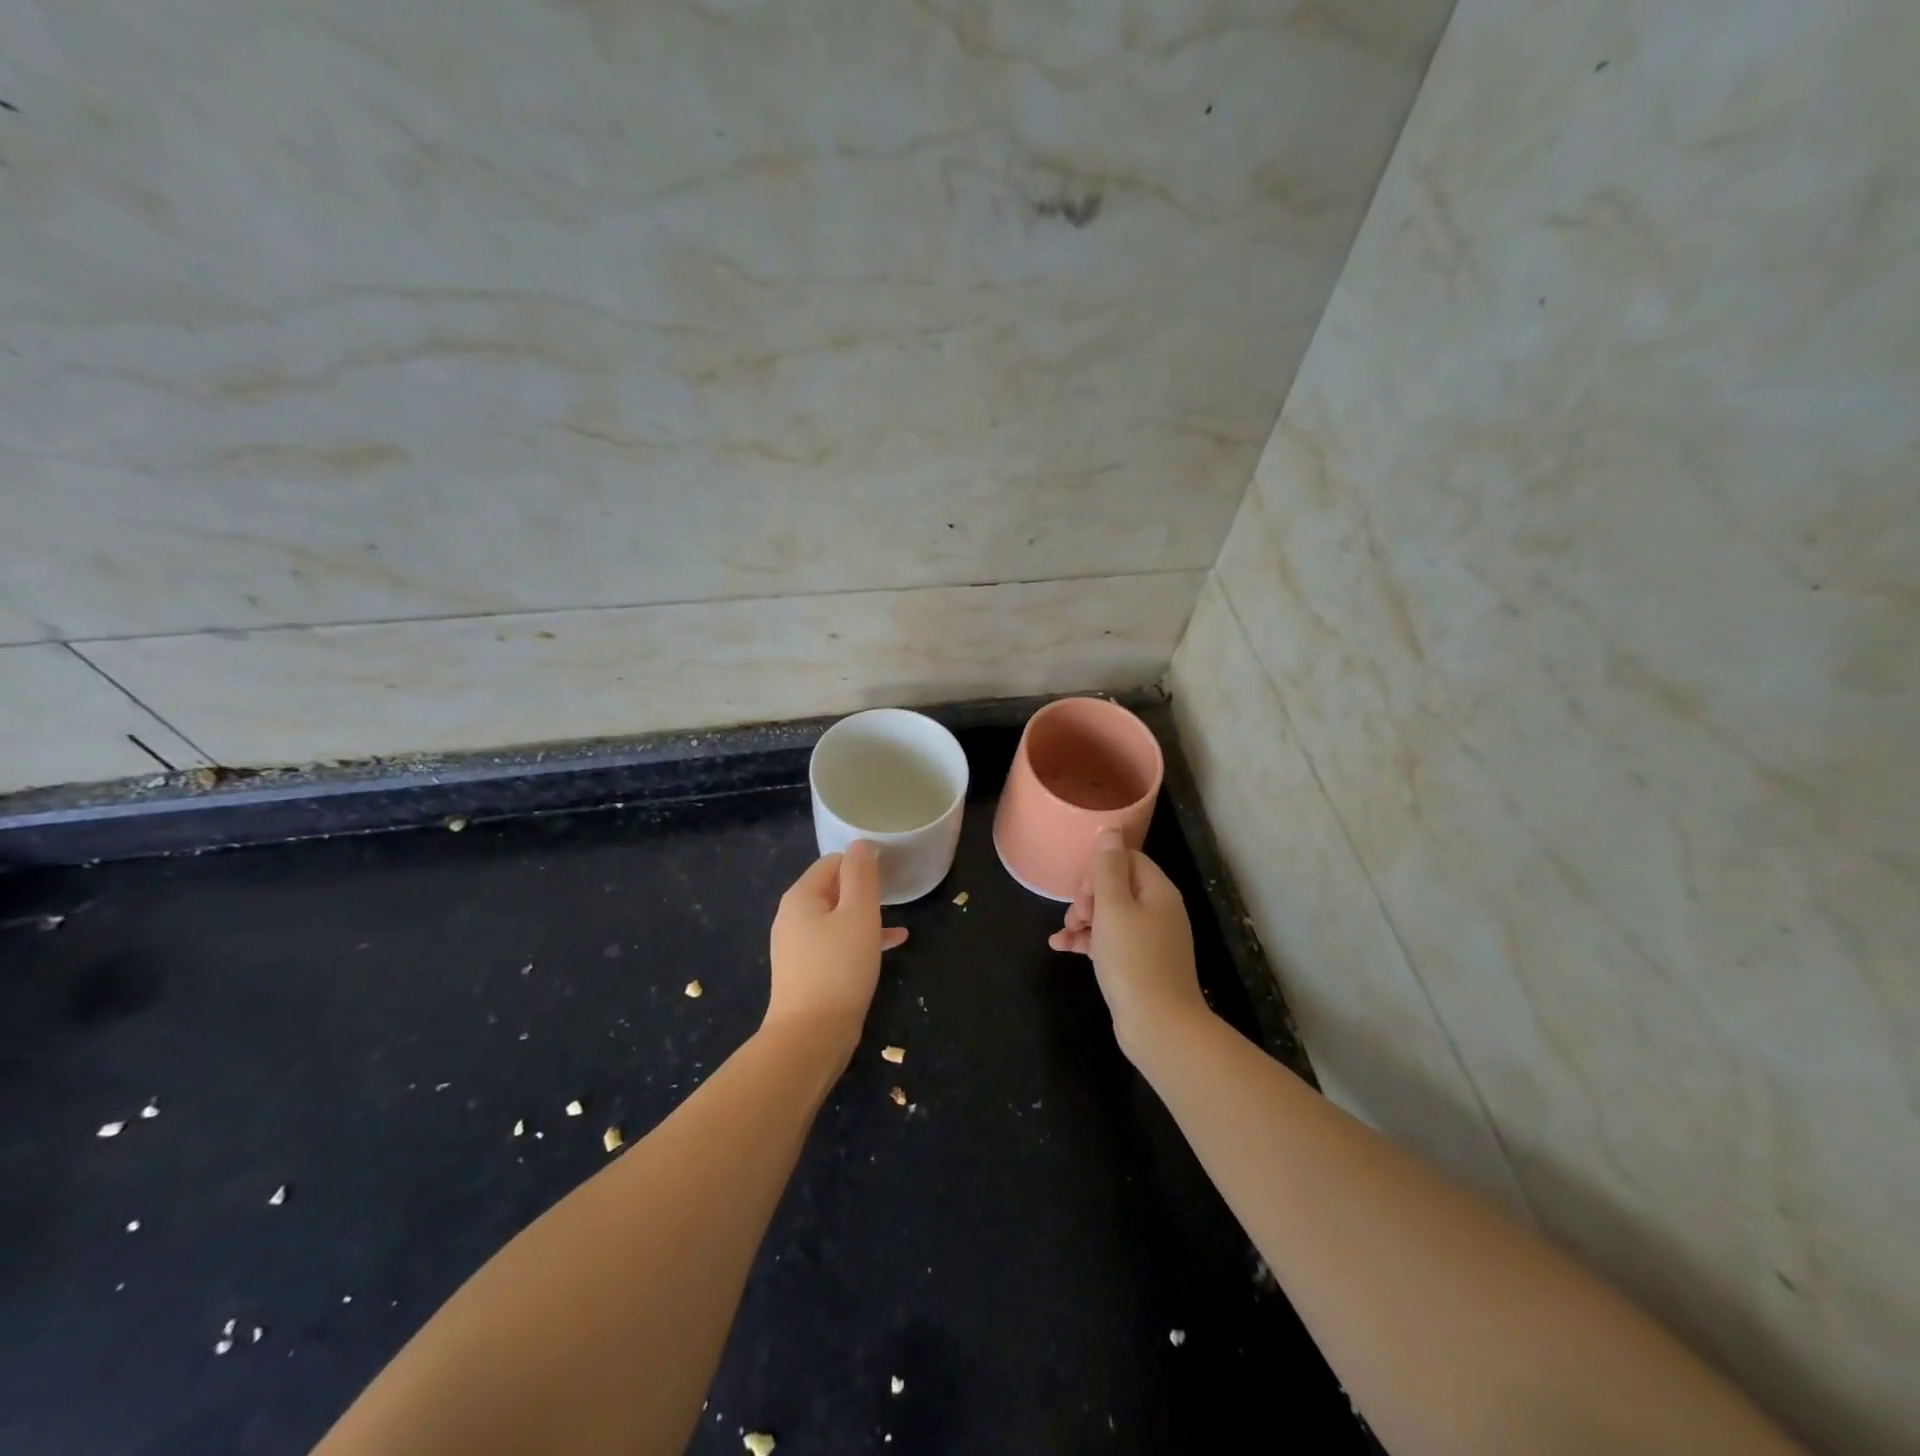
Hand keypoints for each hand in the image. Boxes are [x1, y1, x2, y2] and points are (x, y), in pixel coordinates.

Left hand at [766, 841, 907, 1046]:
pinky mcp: (805, 971)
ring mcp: (796, 946)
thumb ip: (861, 875)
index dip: (861, 863)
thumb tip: (860, 844)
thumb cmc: (839, 967)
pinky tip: (890, 945)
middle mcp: (792, 917)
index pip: (832, 862)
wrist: (811, 1036)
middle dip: (863, 890)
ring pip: (836, 918)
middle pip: (832, 889)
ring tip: (897, 921)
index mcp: (801, 896)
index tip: (890, 873)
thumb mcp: (859, 914)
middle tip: (895, 896)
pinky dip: (859, 940)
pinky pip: (835, 943)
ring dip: (865, 916)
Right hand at [1050, 829, 1207, 1052]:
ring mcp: (1151, 938)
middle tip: (1076, 915)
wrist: (1159, 1026)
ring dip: (1083, 919)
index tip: (1083, 891)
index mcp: (1158, 891)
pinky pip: (1111, 940)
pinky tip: (1062, 947)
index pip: (1126, 859)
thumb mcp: (1113, 908)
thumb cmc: (1133, 959)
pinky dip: (1088, 940)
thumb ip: (1107, 868)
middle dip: (1088, 896)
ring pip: (1110, 914)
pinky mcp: (1140, 963)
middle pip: (1117, 885)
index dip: (1099, 869)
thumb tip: (1109, 829)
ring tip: (1064, 934)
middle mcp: (1159, 910)